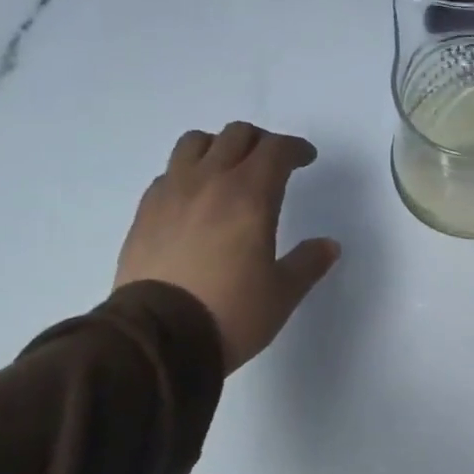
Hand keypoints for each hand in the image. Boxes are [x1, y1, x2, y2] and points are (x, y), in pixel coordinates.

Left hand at [115, 122, 339, 373]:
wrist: (161, 337)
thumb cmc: (232, 313)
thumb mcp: (282, 293)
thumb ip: (308, 263)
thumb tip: (329, 246)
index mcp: (250, 196)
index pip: (276, 150)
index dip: (295, 149)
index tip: (306, 159)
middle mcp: (209, 182)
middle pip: (236, 136)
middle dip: (260, 142)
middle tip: (273, 163)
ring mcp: (171, 192)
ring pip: (195, 143)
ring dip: (219, 147)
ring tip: (229, 170)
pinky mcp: (145, 211)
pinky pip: (169, 173)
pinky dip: (189, 173)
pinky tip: (195, 199)